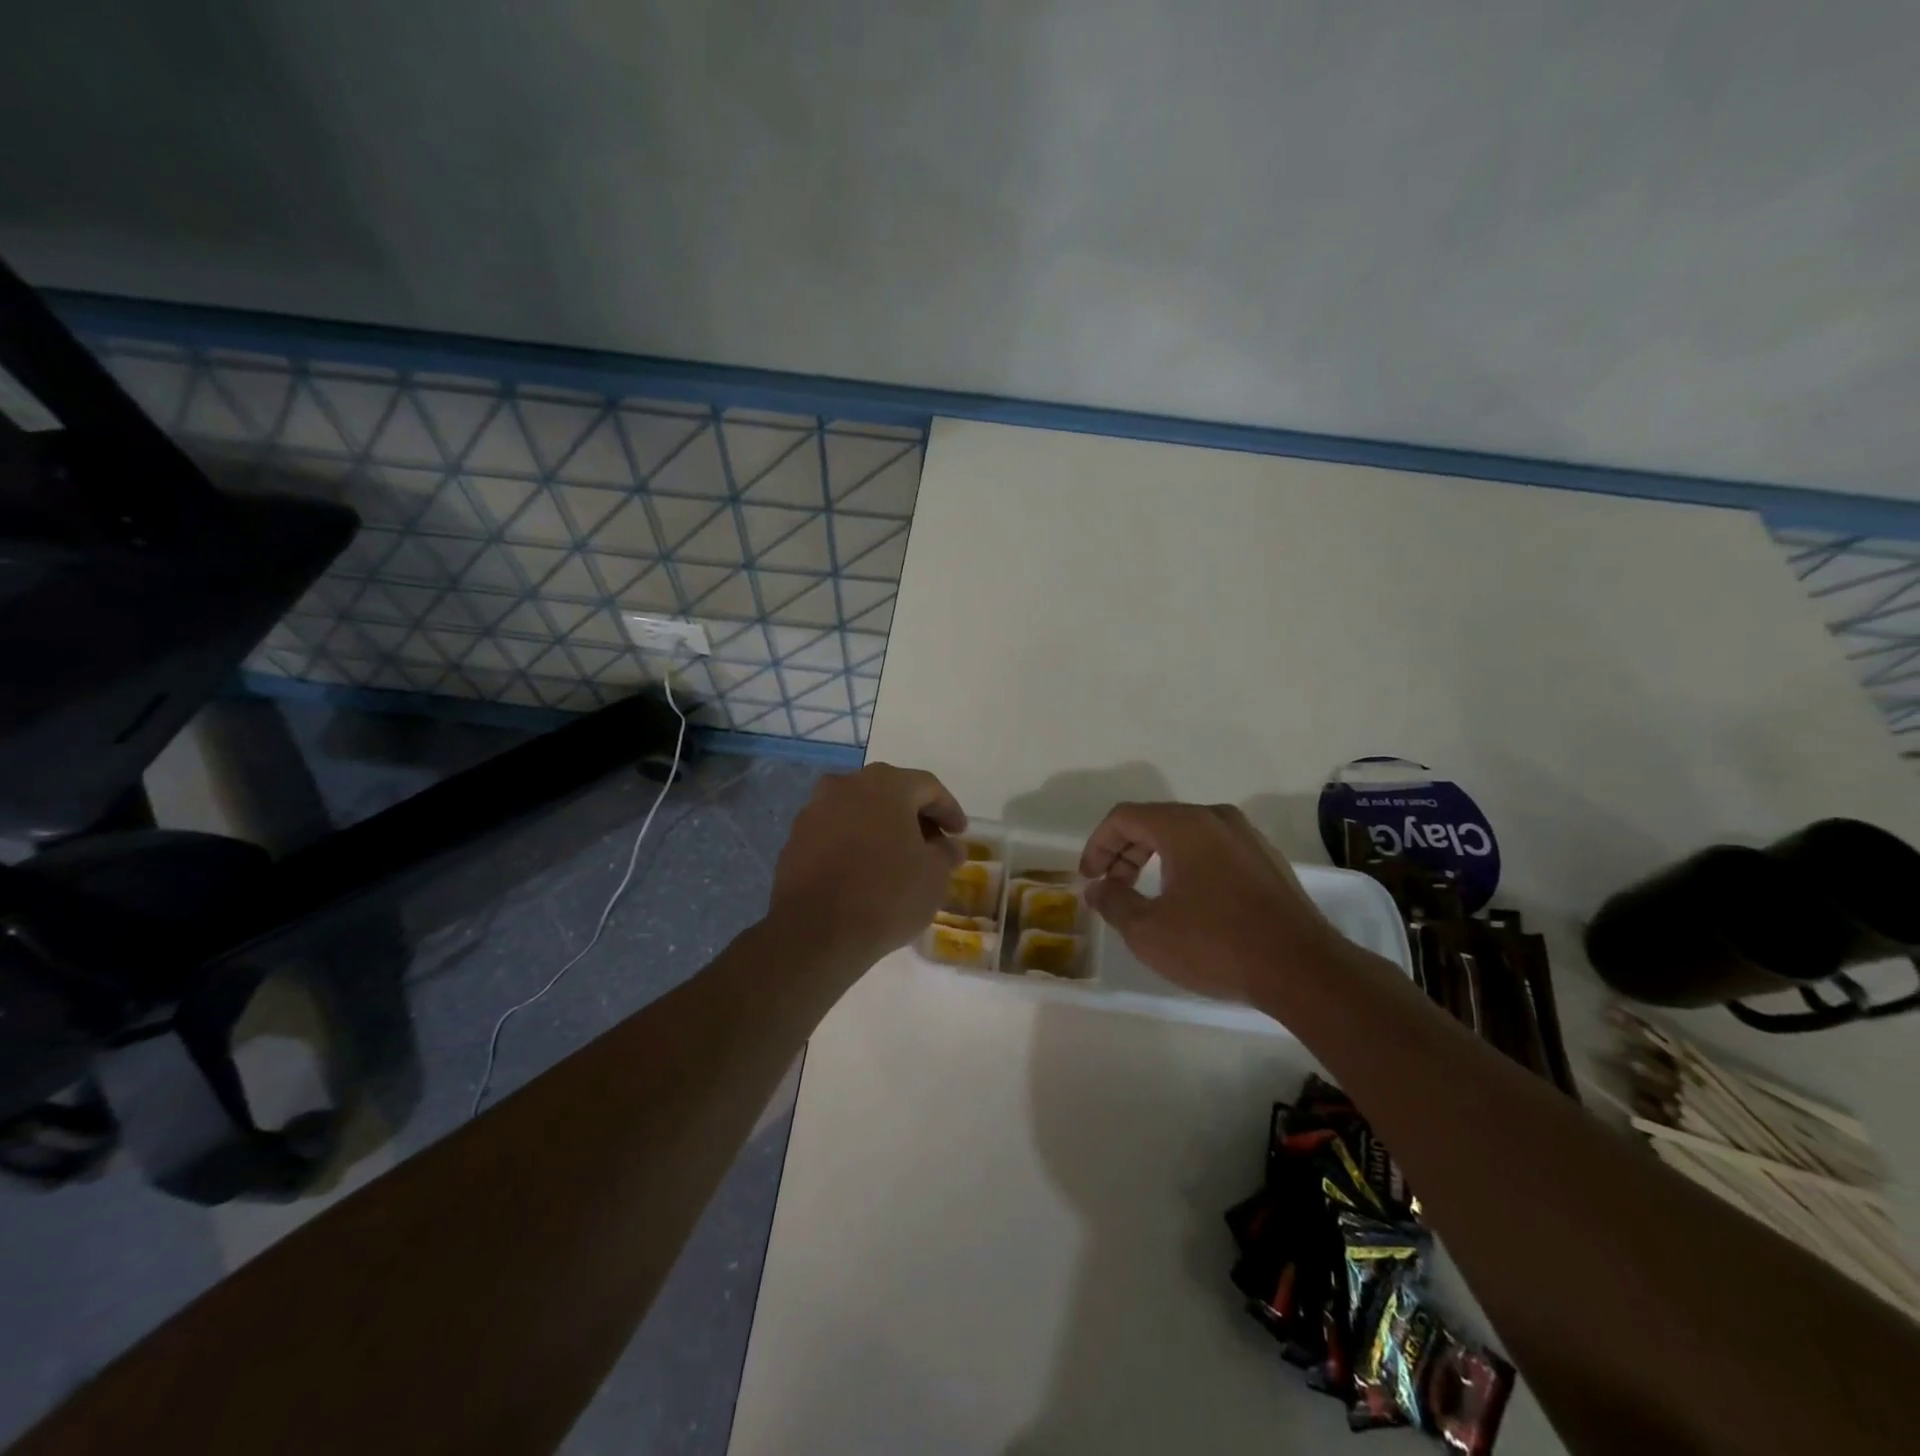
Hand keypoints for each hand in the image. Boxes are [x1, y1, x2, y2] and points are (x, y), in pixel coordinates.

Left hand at [769, 763, 966, 964]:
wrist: (816, 932)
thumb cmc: (887, 894)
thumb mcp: (934, 875)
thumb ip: (947, 853)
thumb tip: (949, 846)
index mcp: (885, 784)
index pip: (928, 787)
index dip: (949, 810)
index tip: (960, 834)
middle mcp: (847, 784)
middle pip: (891, 793)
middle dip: (914, 817)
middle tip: (932, 844)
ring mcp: (815, 810)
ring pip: (859, 811)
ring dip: (882, 828)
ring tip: (897, 859)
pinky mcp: (795, 839)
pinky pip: (835, 832)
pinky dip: (854, 844)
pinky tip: (865, 871)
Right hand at [1079, 802, 1345, 1007]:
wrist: (1303, 970)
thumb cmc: (1216, 945)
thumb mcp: (1149, 931)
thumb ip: (1114, 902)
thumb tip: (1097, 888)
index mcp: (1184, 825)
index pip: (1124, 817)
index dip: (1098, 844)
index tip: (1089, 878)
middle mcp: (1216, 818)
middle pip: (1154, 821)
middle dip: (1124, 851)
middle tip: (1110, 886)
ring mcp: (1246, 836)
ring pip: (1185, 833)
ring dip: (1154, 857)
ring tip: (1143, 894)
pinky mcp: (1266, 860)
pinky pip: (1212, 848)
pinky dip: (1186, 864)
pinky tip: (1186, 899)